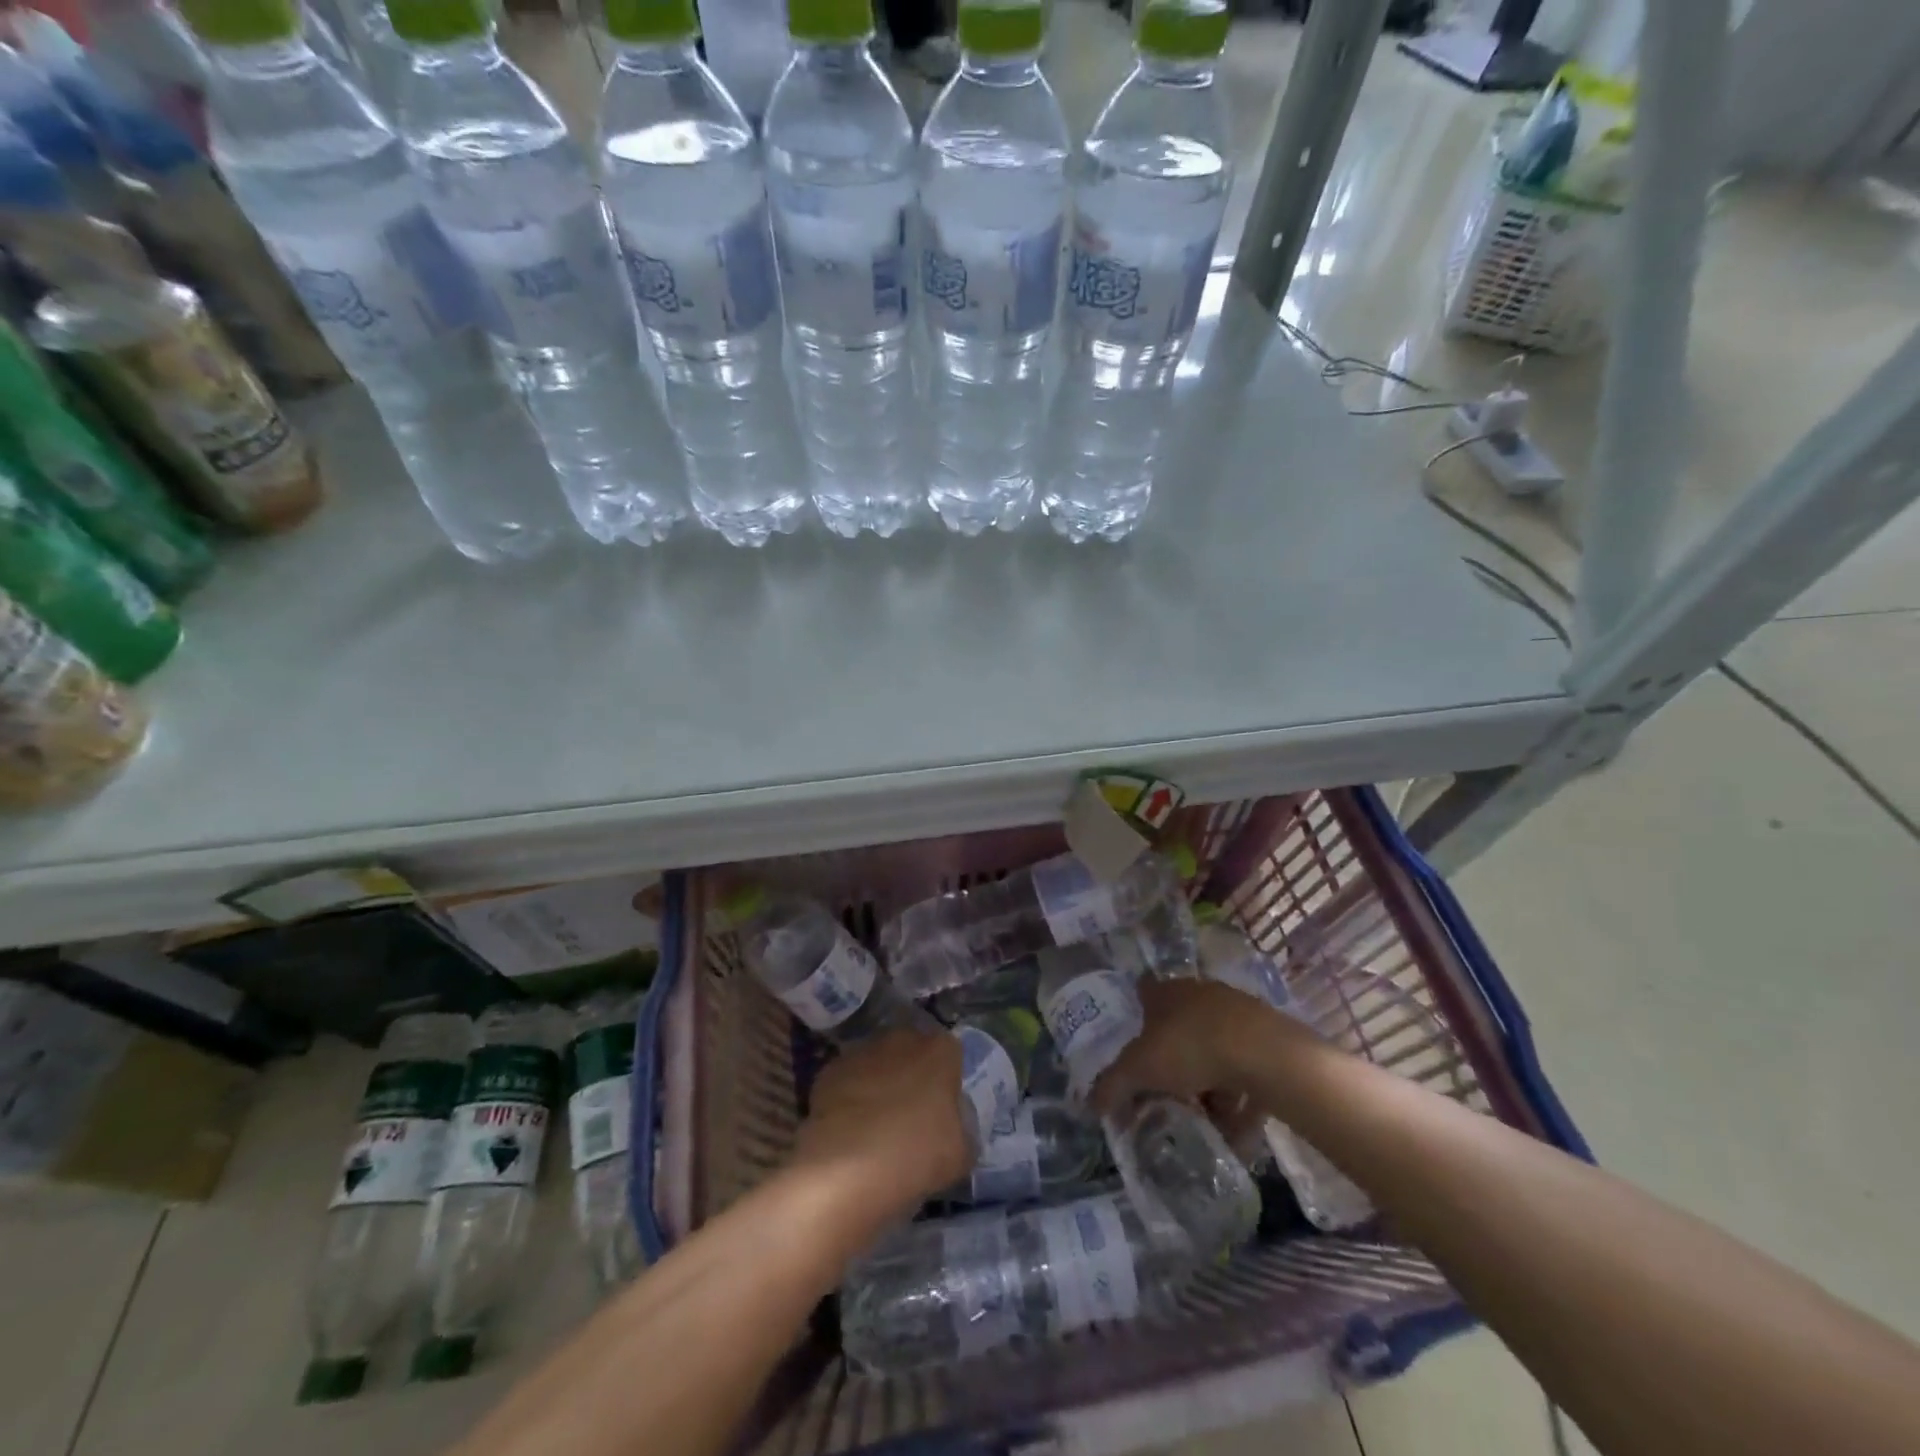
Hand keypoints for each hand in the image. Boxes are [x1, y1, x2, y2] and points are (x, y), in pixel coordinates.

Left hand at [790, 1028, 970, 1219]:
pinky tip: (849, 1129)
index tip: (942, 1108)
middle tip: (910, 1113)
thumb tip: (952, 1120)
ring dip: (879, 1082)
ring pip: (878, 1062)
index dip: (947, 1079)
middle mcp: (901, 1039)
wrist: (846, 1170)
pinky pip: (848, 1080)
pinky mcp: (830, 1070)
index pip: (950, 1053)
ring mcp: (862, 1051)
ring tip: (875, 1124)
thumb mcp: (961, 1152)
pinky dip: (850, 1096)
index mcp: (940, 1050)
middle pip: (912, 1050)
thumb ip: (962, 1126)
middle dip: (912, 1073)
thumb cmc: (916, 1156)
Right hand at [1089, 977, 1315, 1120]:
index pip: (1142, 994)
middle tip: (1164, 1093)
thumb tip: (1089, 1104)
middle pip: (1177, 1026)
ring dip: (1207, 1084)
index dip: (1134, 1019)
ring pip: (1212, 1049)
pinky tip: (1236, 1128)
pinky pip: (1243, 1069)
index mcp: (1165, 991)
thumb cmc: (1189, 1048)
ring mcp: (1235, 1012)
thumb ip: (1113, 1085)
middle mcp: (1198, 993)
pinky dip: (1237, 1096)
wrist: (1263, 1053)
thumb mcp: (1139, 1070)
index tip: (1131, 1049)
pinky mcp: (1266, 1037)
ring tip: (1203, 1119)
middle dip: (1171, 1061)